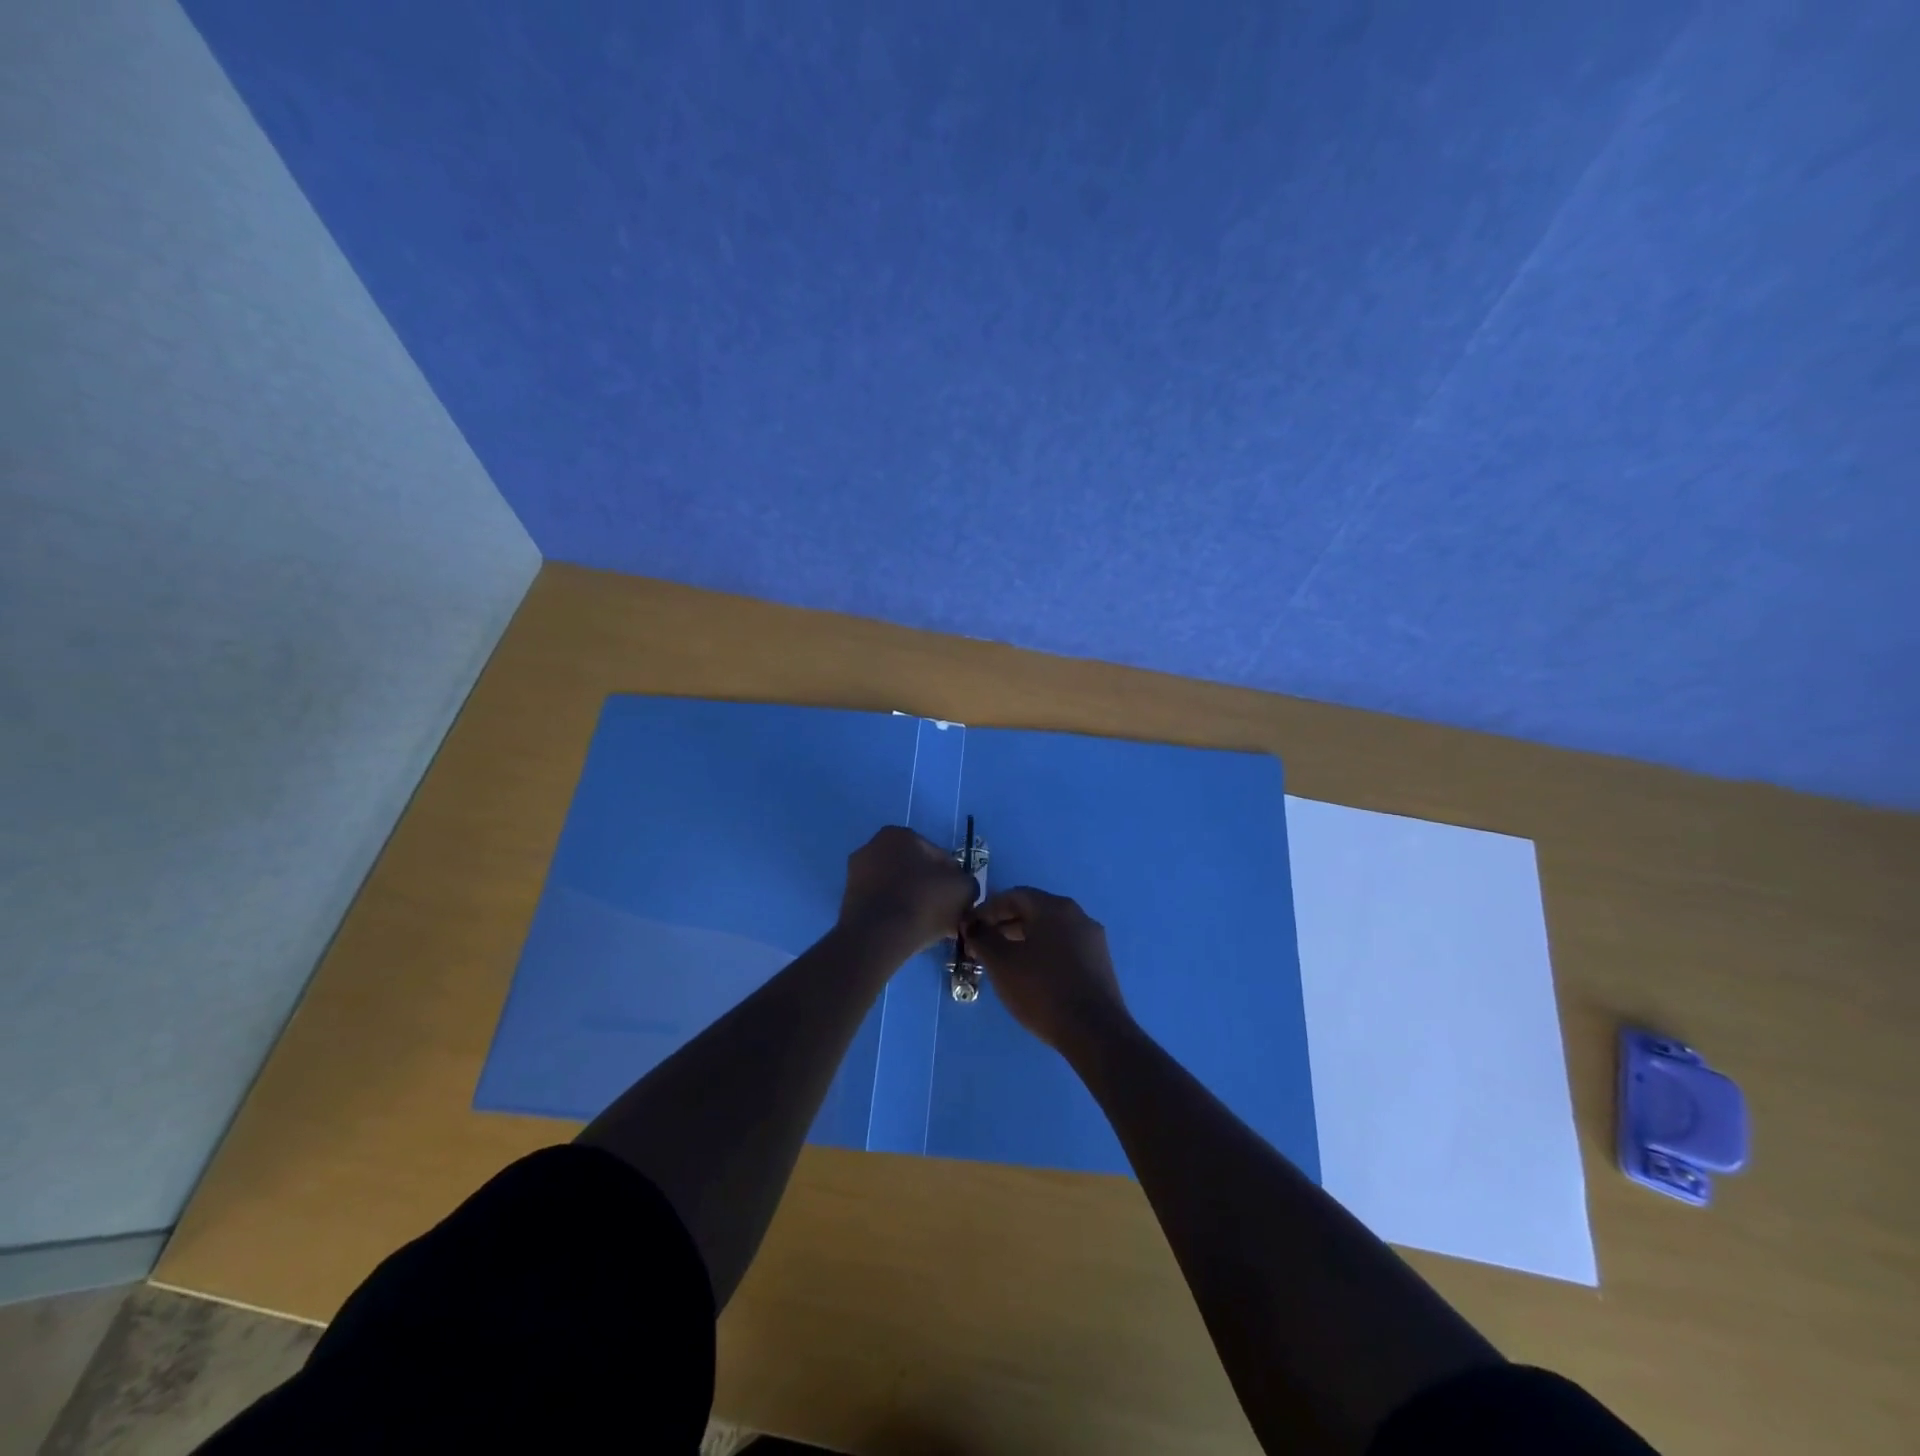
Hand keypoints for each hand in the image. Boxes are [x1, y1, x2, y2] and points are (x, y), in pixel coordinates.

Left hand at [839, 826, 978, 955]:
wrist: (877, 937)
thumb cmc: (922, 901)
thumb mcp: (963, 888)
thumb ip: (967, 883)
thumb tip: (961, 889)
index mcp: (898, 834)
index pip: (938, 856)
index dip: (953, 879)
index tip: (959, 900)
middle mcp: (872, 846)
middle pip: (915, 871)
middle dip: (930, 889)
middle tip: (945, 914)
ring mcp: (856, 874)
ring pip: (898, 888)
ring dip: (913, 902)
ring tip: (928, 927)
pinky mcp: (848, 901)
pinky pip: (883, 905)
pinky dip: (895, 915)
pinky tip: (908, 932)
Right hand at [963, 888, 1130, 1052]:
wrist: (1094, 1032)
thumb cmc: (1042, 990)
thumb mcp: (1002, 963)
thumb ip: (982, 938)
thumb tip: (973, 925)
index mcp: (1054, 907)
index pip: (1014, 896)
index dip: (987, 910)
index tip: (969, 929)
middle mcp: (1077, 915)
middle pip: (1033, 911)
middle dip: (1004, 925)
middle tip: (982, 945)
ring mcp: (1092, 939)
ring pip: (1049, 930)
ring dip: (1023, 939)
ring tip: (1003, 961)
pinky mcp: (1100, 962)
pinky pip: (1064, 947)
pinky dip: (1042, 952)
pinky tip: (1031, 974)